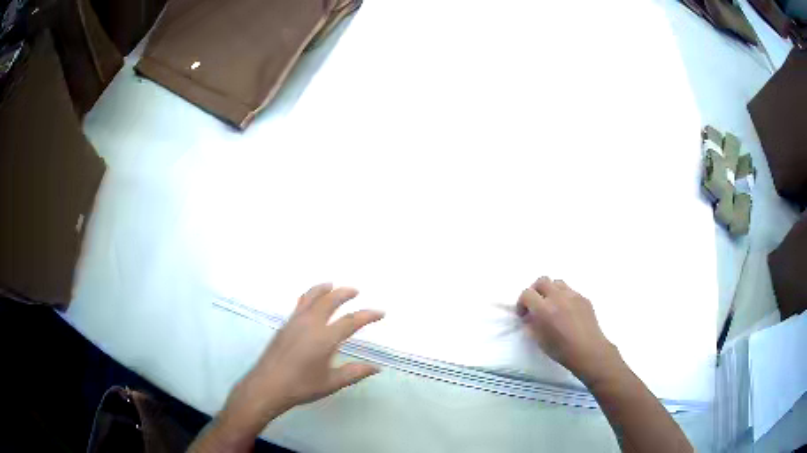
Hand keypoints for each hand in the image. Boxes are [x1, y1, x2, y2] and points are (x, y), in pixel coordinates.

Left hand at [220, 284, 383, 437]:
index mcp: (325, 338)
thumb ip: (354, 373)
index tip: (380, 312)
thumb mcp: (332, 383)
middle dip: (344, 293)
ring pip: (311, 297)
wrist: (268, 385)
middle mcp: (310, 324)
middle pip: (330, 300)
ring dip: (323, 289)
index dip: (368, 315)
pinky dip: (309, 296)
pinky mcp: (285, 325)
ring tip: (331, 285)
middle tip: (355, 291)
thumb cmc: (301, 386)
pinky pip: (300, 303)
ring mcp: (295, 322)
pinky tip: (310, 300)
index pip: (351, 321)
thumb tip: (376, 368)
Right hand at [517, 276, 620, 385]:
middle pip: (542, 281)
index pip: (527, 293)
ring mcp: (573, 295)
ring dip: (551, 291)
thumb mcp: (539, 340)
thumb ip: (531, 325)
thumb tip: (530, 317)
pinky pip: (570, 291)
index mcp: (544, 309)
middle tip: (536, 304)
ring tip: (552, 305)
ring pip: (557, 283)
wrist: (588, 351)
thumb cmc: (561, 350)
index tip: (524, 314)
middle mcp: (558, 297)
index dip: (522, 303)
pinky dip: (564, 297)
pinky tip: (567, 312)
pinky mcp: (584, 298)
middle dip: (535, 291)